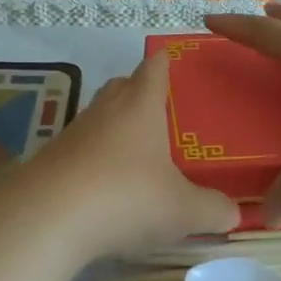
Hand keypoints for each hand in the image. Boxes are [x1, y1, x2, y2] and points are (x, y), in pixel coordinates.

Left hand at [1, 53, 238, 262]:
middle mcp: (106, 110)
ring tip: (135, 156)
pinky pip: (78, 151)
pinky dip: (93, 161)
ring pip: (98, 118)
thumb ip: (213, 210)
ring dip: (114, 130)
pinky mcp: (50, 161)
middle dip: (139, 93)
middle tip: (160, 114)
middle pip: (122, 86)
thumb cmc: (126, 197)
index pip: (155, 67)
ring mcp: (73, 134)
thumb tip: (233, 214)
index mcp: (141, 105)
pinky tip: (103, 189)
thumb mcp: (183, 211)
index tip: (174, 61)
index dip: (166, 62)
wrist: (47, 218)